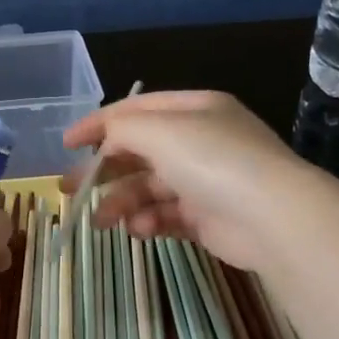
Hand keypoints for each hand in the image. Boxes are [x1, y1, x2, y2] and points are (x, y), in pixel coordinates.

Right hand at [63, 91, 321, 270]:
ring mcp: (204, 181)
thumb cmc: (213, 161)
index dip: (98, 124)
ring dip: (121, 203)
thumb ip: (122, 130)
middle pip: (138, 153)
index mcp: (193, 109)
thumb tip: (106, 143)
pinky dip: (148, 221)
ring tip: (102, 221)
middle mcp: (199, 141)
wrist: (272, 217)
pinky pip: (166, 216)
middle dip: (102, 171)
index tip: (66, 144)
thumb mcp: (160, 130)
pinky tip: (140, 229)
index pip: (136, 110)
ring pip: (148, 188)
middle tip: (69, 190)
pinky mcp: (207, 218)